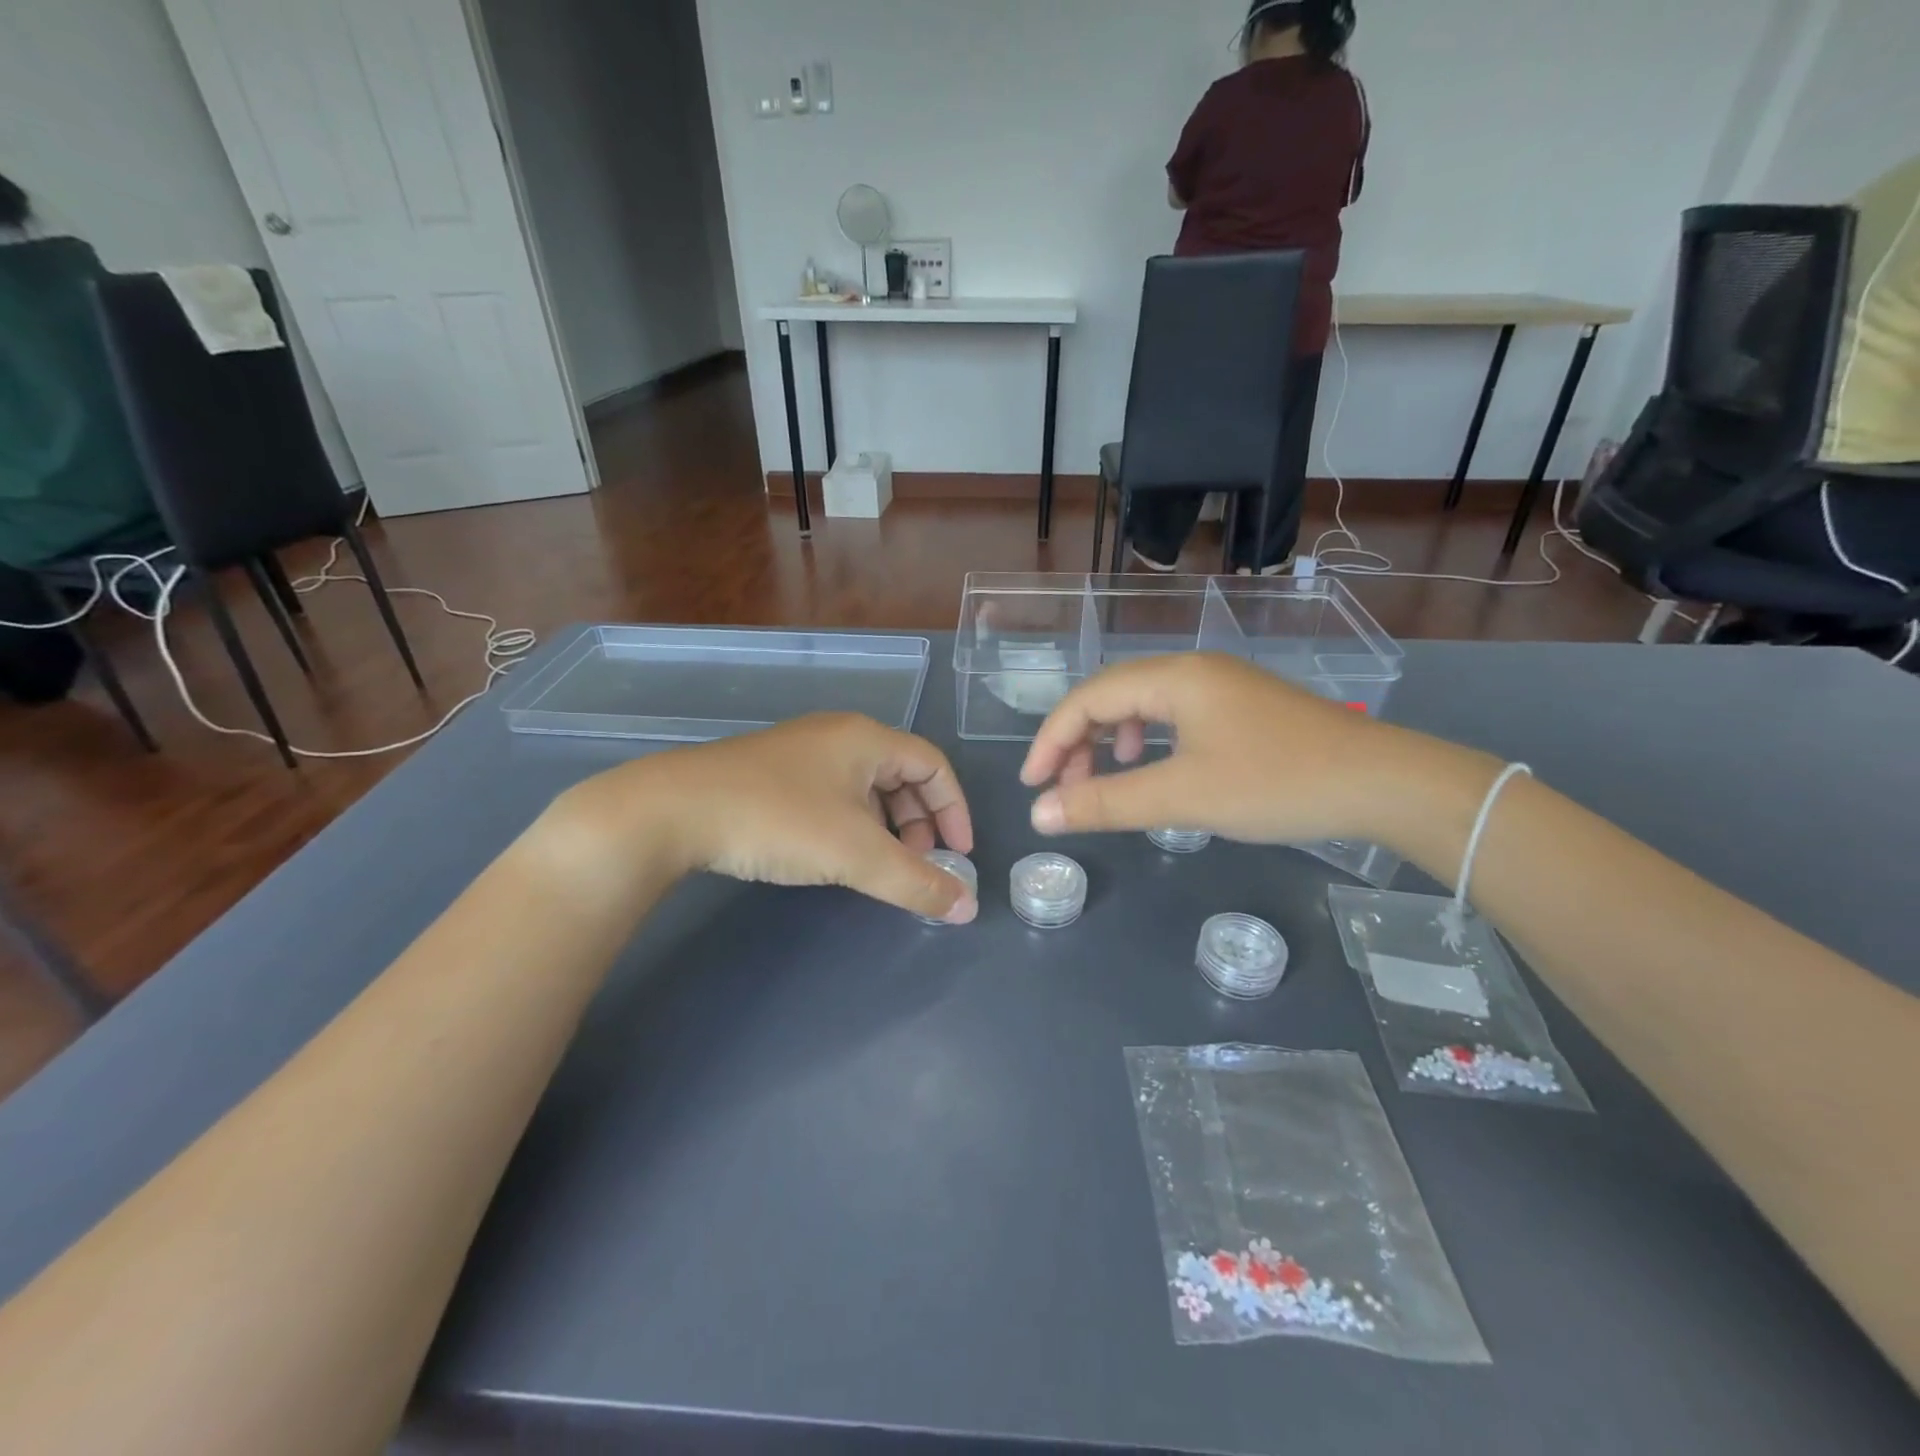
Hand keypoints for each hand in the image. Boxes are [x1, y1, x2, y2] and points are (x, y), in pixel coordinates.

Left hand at [565, 714, 977, 922]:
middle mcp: (838, 735)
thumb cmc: (779, 820)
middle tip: (915, 864)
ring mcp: (801, 752)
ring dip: (885, 826)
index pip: (933, 766)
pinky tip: (835, 853)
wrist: (673, 811)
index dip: (955, 809)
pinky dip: (851, 824)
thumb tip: (967, 908)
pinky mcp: (772, 773)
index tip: (958, 854)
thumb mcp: (856, 854)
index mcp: (866, 738)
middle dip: (919, 823)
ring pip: (865, 787)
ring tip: (878, 865)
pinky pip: (833, 794)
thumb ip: (916, 882)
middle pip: (901, 775)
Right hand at [1019, 653, 1433, 845]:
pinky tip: (1154, 764)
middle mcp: (1192, 669)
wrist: (1381, 782)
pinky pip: (1173, 715)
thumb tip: (1040, 815)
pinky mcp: (1240, 707)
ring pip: (1142, 704)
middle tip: (1064, 788)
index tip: (1034, 787)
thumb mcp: (1182, 796)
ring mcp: (1220, 685)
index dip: (1052, 741)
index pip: (1087, 698)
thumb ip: (1105, 803)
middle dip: (1078, 740)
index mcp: (1173, 677)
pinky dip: (1147, 739)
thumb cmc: (1275, 783)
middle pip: (1111, 695)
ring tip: (1105, 776)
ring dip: (1110, 739)